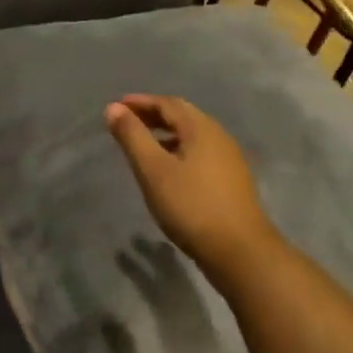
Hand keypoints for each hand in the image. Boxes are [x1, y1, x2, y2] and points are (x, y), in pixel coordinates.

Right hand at [105, 94, 280, 285]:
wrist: (239, 251)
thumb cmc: (191, 206)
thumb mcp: (153, 169)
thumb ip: (132, 136)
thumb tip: (113, 108)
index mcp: (201, 129)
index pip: (168, 103)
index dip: (140, 102)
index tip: (116, 106)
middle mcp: (218, 137)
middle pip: (182, 116)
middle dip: (153, 115)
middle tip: (126, 121)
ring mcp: (228, 159)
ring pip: (192, 135)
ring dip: (165, 133)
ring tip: (142, 145)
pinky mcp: (231, 180)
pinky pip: (199, 152)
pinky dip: (177, 150)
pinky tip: (167, 169)